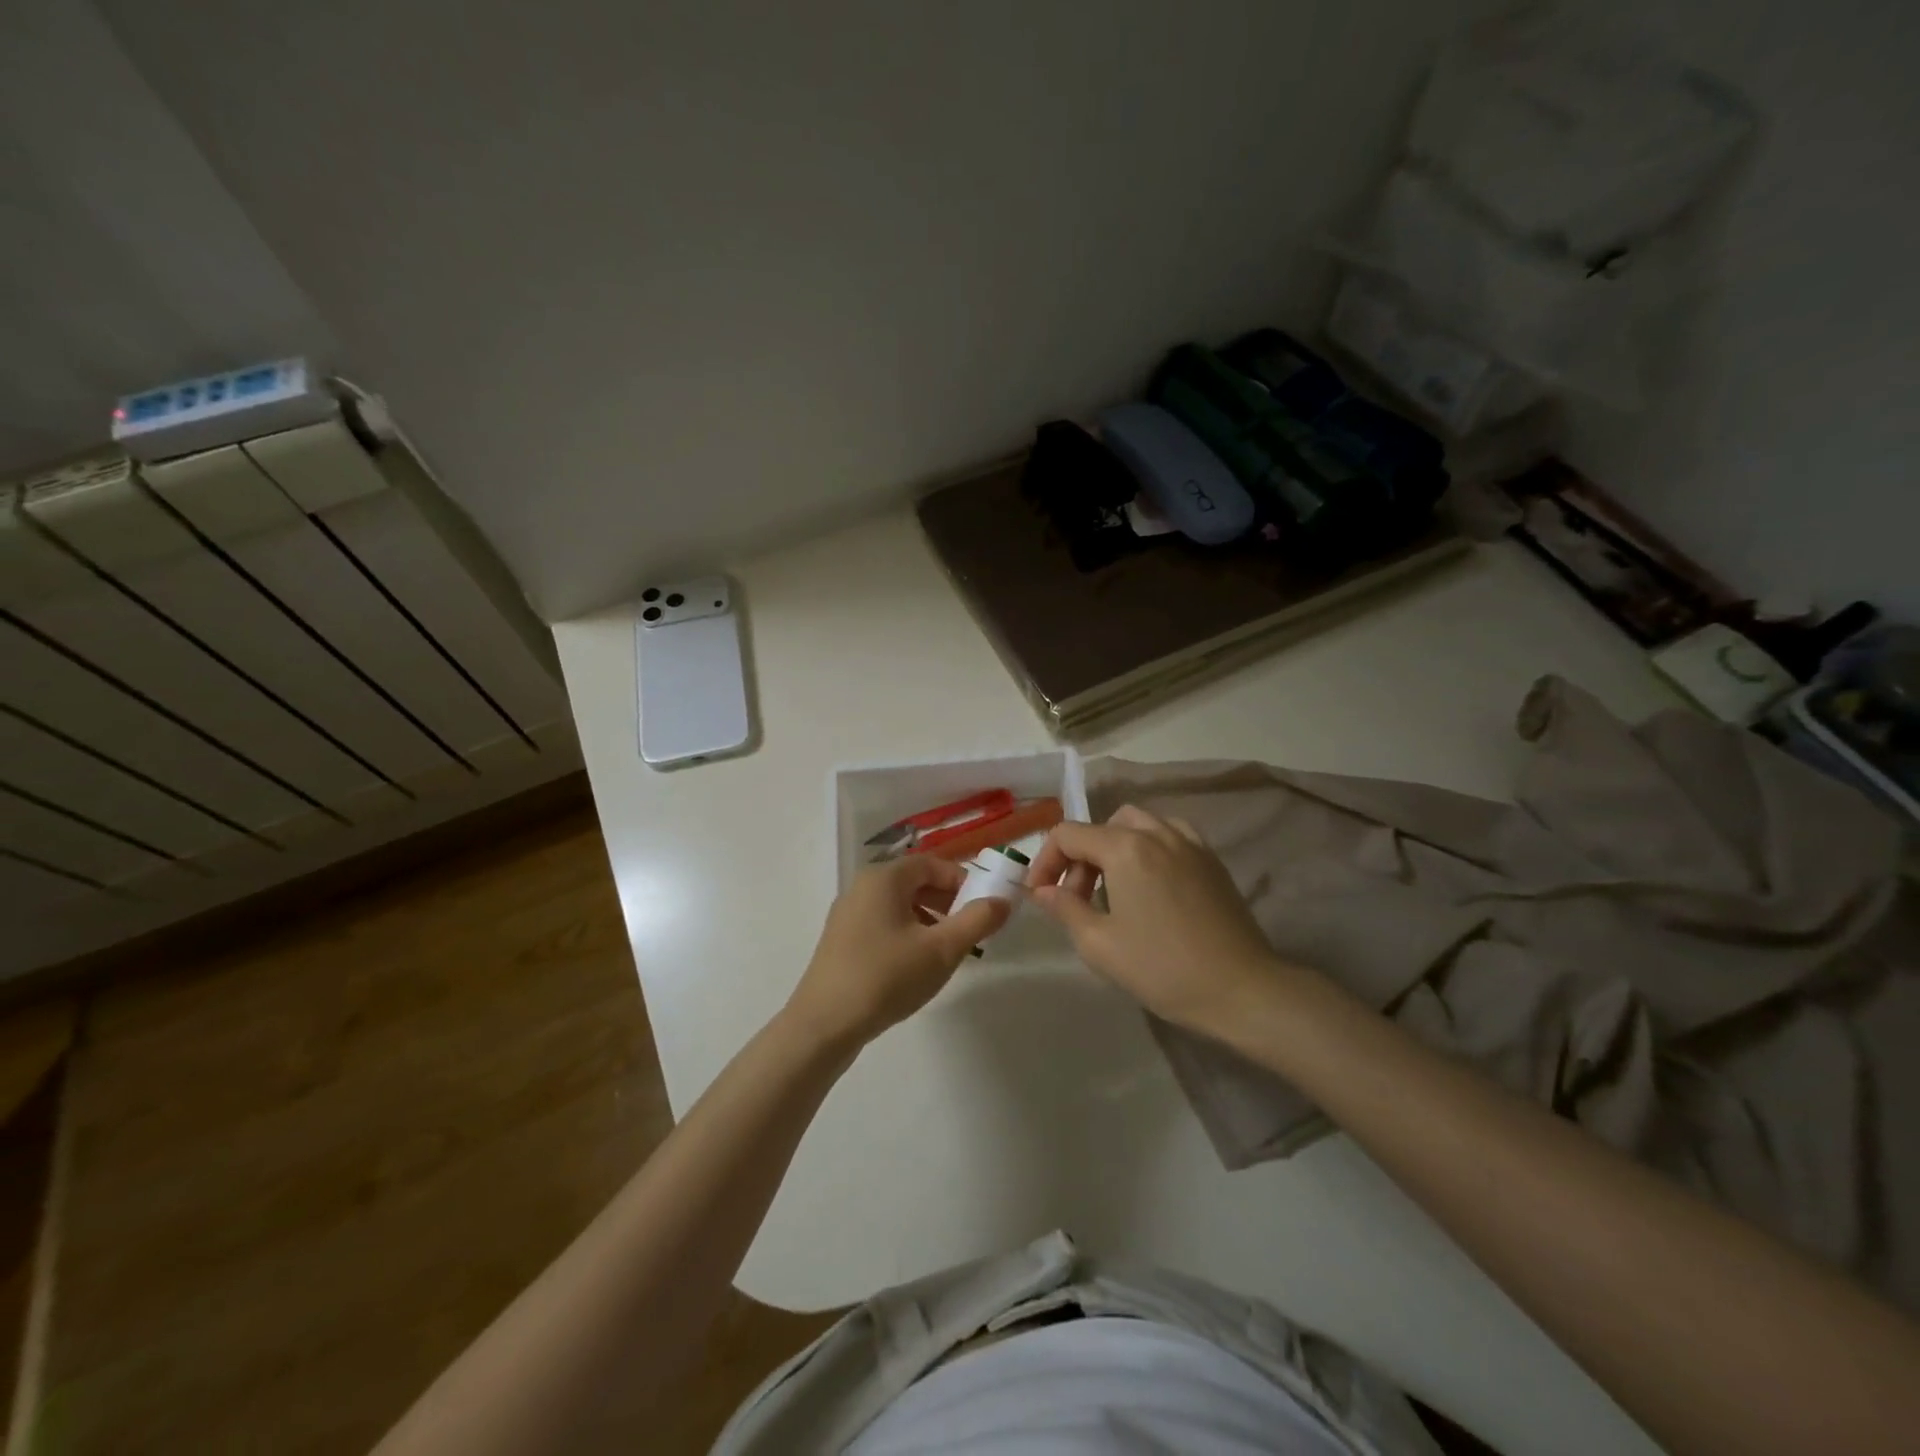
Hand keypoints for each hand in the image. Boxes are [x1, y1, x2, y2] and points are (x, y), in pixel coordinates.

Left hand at [785, 856, 1009, 1049]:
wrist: (823, 1025)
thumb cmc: (886, 977)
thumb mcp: (941, 950)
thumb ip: (977, 921)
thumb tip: (1002, 901)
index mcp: (883, 878)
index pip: (932, 863)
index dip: (962, 880)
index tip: (984, 906)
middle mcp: (862, 887)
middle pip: (915, 882)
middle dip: (948, 901)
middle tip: (970, 930)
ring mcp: (848, 914)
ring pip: (899, 905)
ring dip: (929, 920)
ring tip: (947, 951)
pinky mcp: (842, 941)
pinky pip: (883, 924)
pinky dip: (907, 934)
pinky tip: (916, 966)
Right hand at [1026, 806, 1285, 1033]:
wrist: (1241, 989)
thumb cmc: (1162, 968)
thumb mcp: (1100, 944)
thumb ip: (1065, 909)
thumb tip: (1044, 891)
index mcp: (1125, 848)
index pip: (1068, 835)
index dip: (1045, 861)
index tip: (1040, 895)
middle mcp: (1156, 832)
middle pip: (1103, 826)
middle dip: (1080, 856)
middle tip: (1076, 899)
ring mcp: (1189, 843)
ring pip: (1138, 824)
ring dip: (1113, 847)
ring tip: (1112, 888)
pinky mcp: (1211, 860)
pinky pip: (1170, 835)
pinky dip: (1148, 847)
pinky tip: (1150, 882)